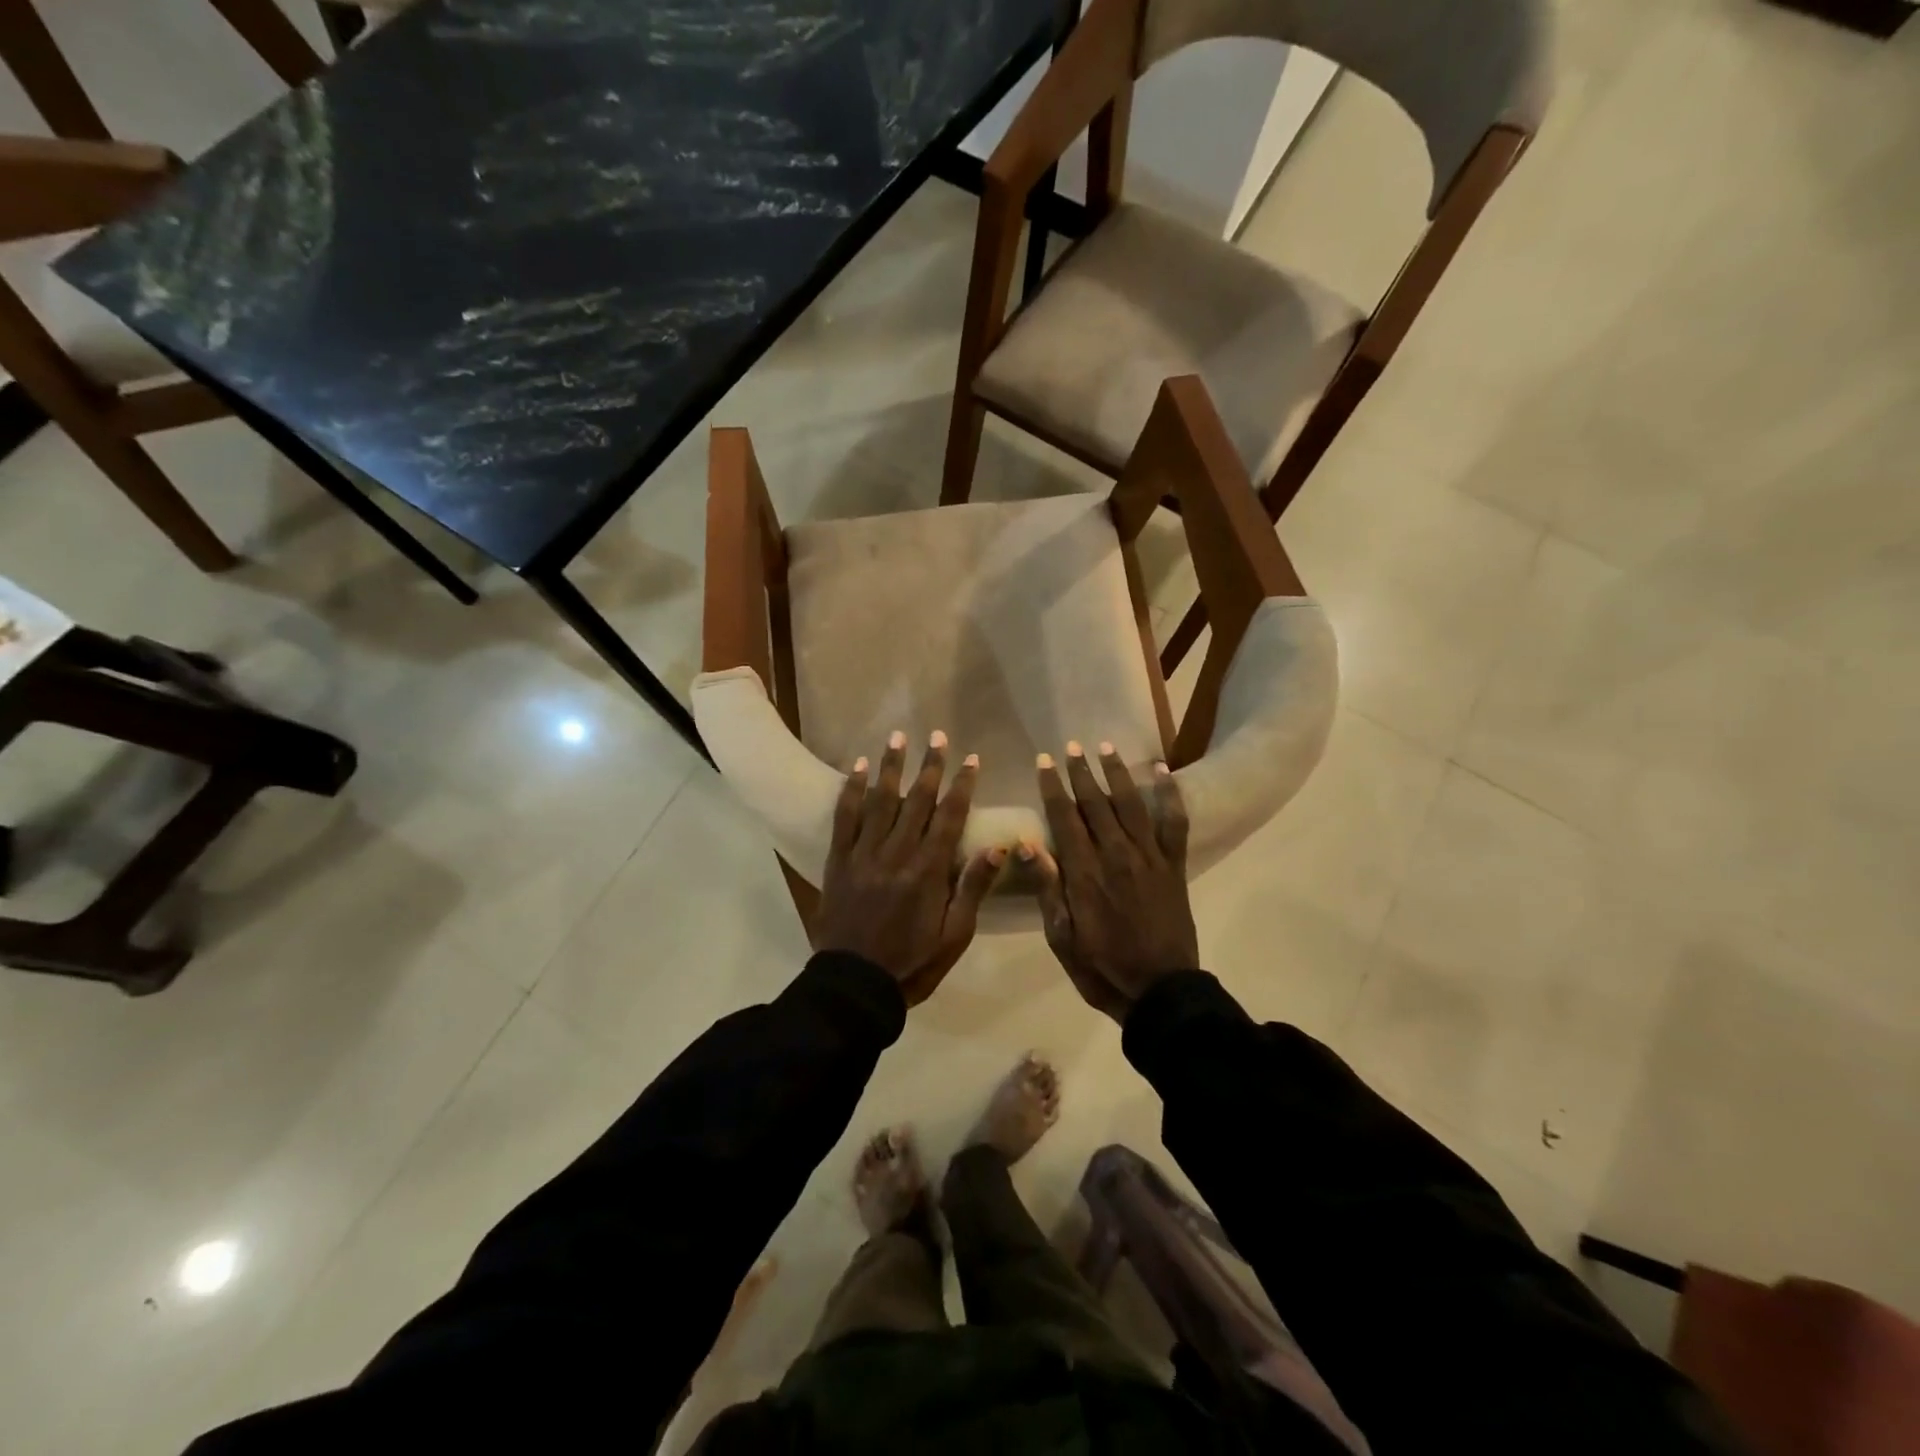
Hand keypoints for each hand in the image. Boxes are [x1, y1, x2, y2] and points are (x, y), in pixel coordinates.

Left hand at [814, 730, 1005, 1005]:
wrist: (854, 985)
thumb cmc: (912, 963)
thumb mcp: (955, 935)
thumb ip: (973, 888)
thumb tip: (1000, 847)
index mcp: (928, 872)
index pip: (950, 818)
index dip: (962, 786)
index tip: (972, 759)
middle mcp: (896, 854)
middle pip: (917, 801)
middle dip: (930, 766)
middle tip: (938, 736)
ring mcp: (863, 855)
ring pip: (880, 801)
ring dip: (891, 767)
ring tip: (898, 738)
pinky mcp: (838, 861)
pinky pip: (844, 819)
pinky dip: (852, 791)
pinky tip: (858, 769)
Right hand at [1029, 741, 1196, 1023]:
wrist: (1160, 991)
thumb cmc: (1102, 968)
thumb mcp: (1062, 938)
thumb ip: (1048, 888)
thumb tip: (1027, 844)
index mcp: (1084, 873)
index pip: (1064, 818)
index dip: (1053, 787)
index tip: (1044, 762)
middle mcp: (1116, 855)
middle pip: (1096, 804)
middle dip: (1081, 773)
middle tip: (1070, 748)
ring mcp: (1149, 858)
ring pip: (1130, 805)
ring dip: (1117, 773)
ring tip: (1106, 747)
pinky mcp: (1173, 866)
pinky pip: (1174, 823)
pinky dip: (1170, 795)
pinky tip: (1163, 772)